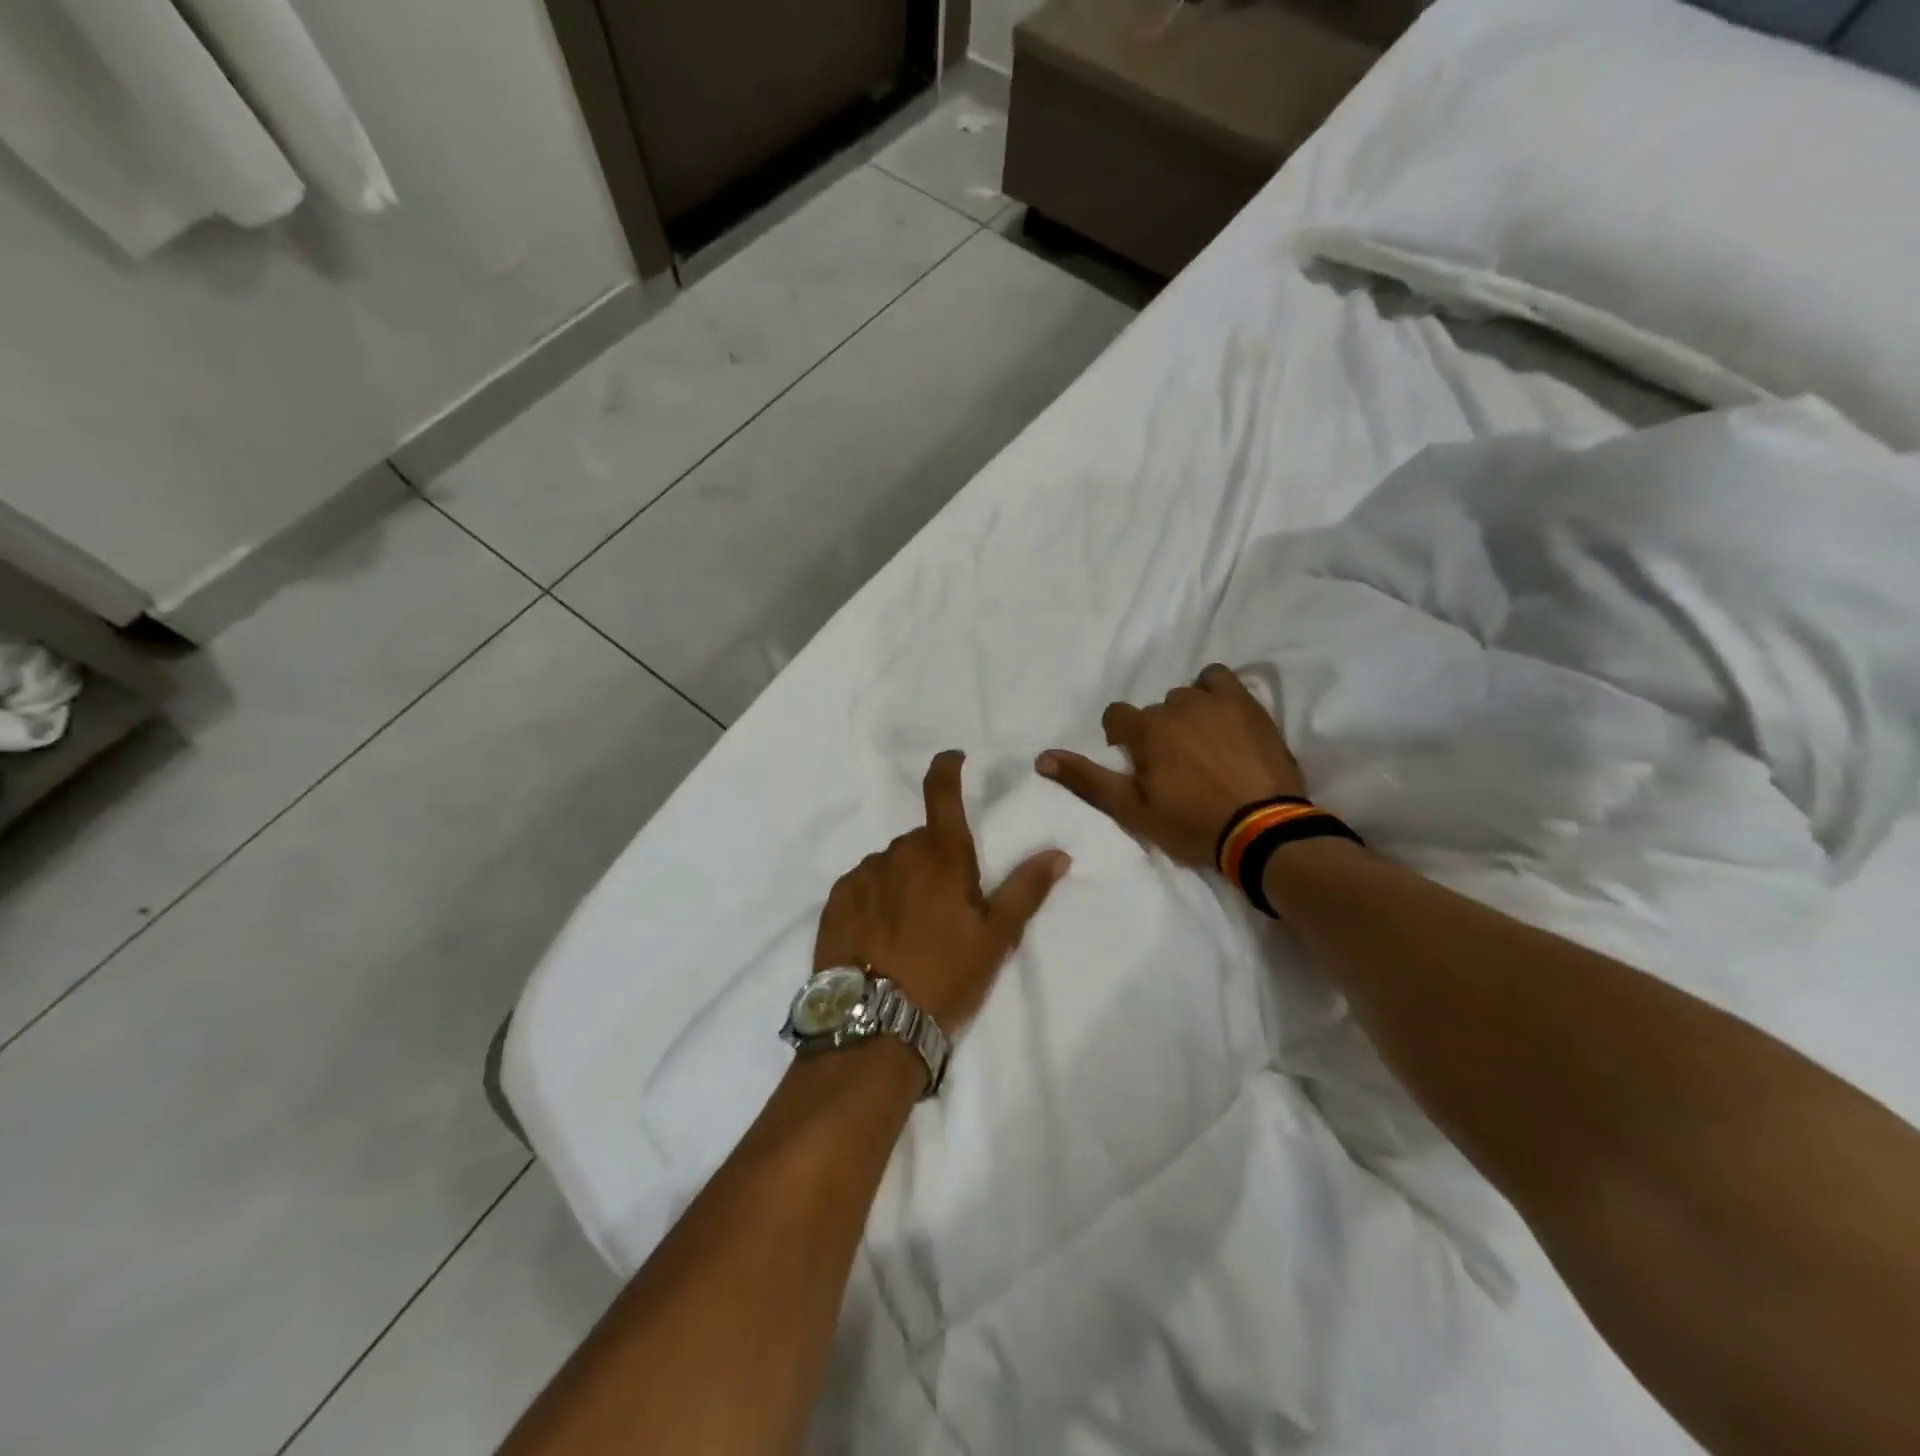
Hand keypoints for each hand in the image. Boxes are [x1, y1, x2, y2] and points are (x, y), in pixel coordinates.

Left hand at [813, 751, 1069, 1031]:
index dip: (947, 768)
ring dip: (904, 880)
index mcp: (941, 856)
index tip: (953, 758)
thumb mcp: (995, 938)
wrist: (875, 1024)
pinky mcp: (837, 900)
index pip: (941, 793)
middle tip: (946, 905)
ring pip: (891, 864)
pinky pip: (863, 884)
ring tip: (911, 928)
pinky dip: (876, 897)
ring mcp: (863, 875)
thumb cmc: (945, 976)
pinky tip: (881, 934)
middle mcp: (898, 854)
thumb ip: (1025, 889)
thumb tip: (1058, 852)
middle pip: (921, 840)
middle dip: (935, 859)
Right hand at [1036, 664, 1305, 866]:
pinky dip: (1214, 692)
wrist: (1263, 829)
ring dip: (1186, 714)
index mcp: (1146, 730)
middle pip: (1154, 710)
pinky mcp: (1246, 703)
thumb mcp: (1133, 810)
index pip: (1116, 717)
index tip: (1137, 763)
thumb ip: (1088, 780)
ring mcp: (1213, 700)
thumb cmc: (1192, 823)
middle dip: (1158, 732)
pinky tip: (1222, 717)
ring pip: (1185, 695)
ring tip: (1204, 745)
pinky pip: (1219, 679)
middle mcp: (1175, 705)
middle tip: (1176, 765)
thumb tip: (1042, 757)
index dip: (1122, 739)